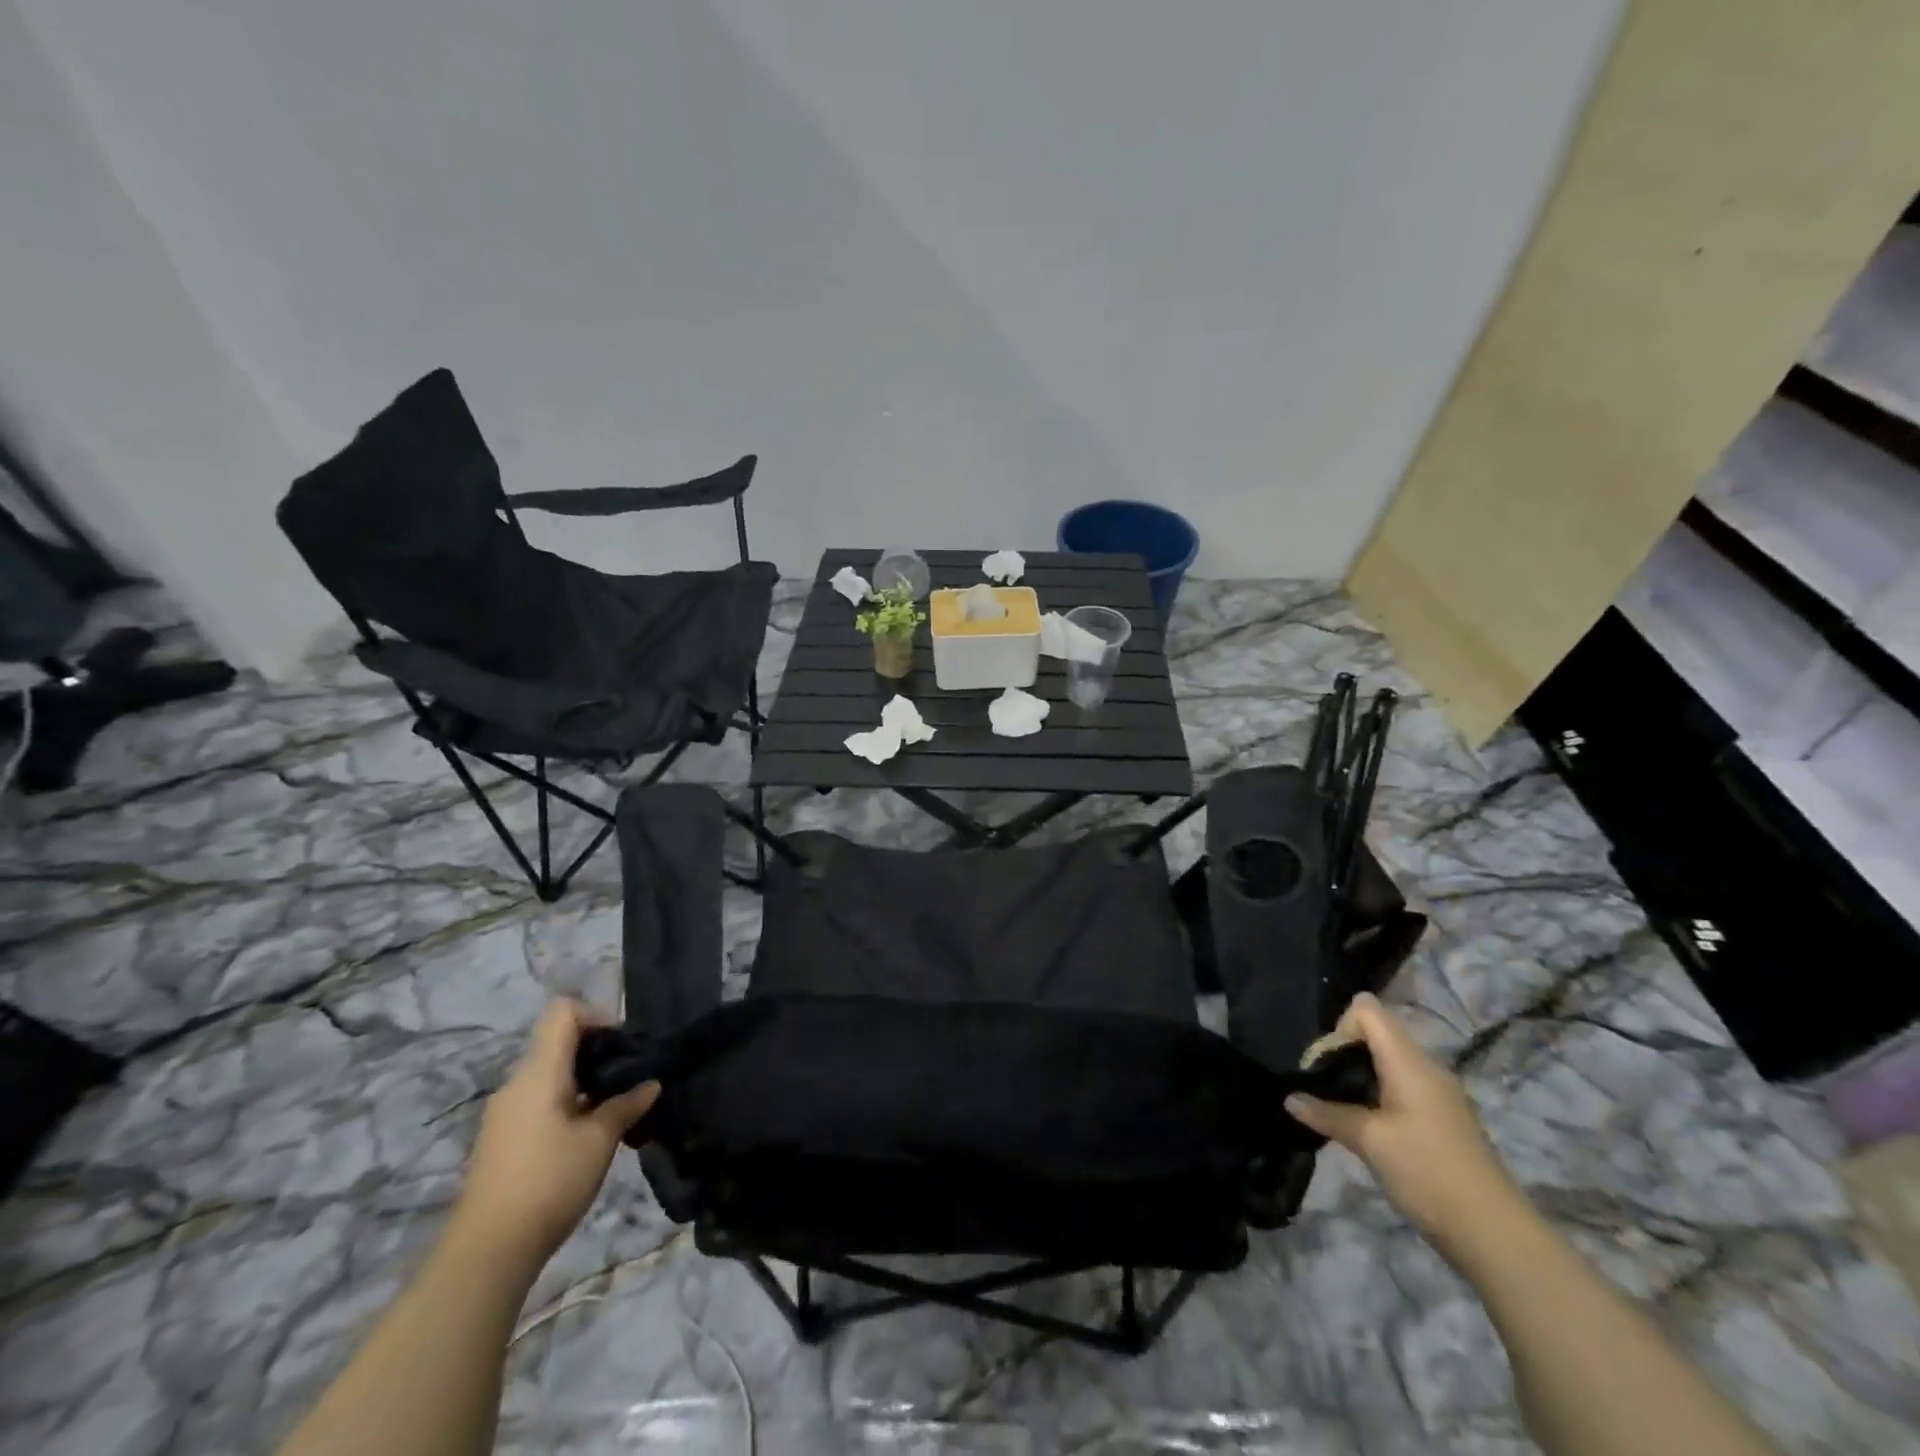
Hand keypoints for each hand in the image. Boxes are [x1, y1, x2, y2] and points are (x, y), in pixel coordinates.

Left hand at [449, 1000, 658, 1269]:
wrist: (486, 1254)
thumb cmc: (549, 1182)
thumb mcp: (600, 1140)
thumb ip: (627, 1105)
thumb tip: (651, 1084)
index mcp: (539, 1073)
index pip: (563, 1013)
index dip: (596, 1016)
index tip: (624, 1045)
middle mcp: (517, 1084)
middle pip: (558, 1044)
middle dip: (598, 1054)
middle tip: (629, 1079)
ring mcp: (505, 1114)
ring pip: (550, 1077)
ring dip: (584, 1084)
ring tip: (614, 1111)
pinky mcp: (501, 1141)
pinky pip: (539, 1103)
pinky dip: (567, 1105)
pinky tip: (587, 1137)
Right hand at [1286, 993, 1522, 1257]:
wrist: (1495, 1235)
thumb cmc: (1428, 1173)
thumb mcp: (1370, 1142)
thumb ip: (1327, 1114)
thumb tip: (1290, 1099)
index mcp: (1410, 1062)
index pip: (1368, 1009)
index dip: (1339, 1026)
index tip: (1325, 1064)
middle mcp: (1426, 1067)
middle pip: (1376, 1033)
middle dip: (1343, 1051)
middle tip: (1323, 1085)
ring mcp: (1438, 1093)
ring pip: (1388, 1060)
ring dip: (1359, 1074)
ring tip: (1338, 1105)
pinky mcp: (1442, 1117)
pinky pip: (1401, 1085)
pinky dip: (1377, 1093)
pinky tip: (1365, 1124)